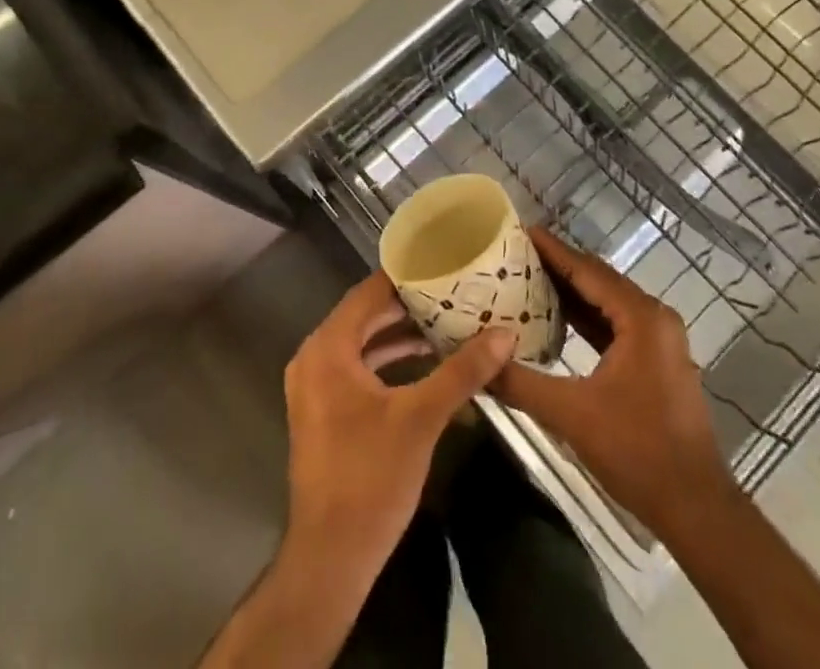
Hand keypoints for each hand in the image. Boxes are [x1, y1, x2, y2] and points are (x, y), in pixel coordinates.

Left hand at [282, 273, 514, 586]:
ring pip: (362, 343)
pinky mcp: (323, 410)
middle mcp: (314, 357)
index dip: (405, 277)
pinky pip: (357, 368)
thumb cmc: (370, 477)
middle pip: (365, 315)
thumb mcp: (421, 418)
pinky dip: (388, 361)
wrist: (331, 557)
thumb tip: (505, 334)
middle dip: (408, 306)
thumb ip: (462, 372)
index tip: (441, 262)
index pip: (368, 293)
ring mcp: (315, 386)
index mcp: (328, 348)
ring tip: (446, 322)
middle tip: (451, 291)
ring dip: (400, 334)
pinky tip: (425, 363)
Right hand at [492, 228, 736, 540]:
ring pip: (608, 302)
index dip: (553, 250)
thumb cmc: (637, 452)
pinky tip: (557, 318)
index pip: (588, 270)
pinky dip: (587, 318)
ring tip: (529, 278)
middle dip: (559, 266)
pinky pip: (616, 324)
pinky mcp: (657, 361)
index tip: (521, 230)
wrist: (696, 509)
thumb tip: (478, 364)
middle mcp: (654, 318)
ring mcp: (659, 340)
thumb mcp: (571, 415)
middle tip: (517, 253)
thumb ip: (521, 383)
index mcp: (641, 317)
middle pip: (599, 280)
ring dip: (572, 292)